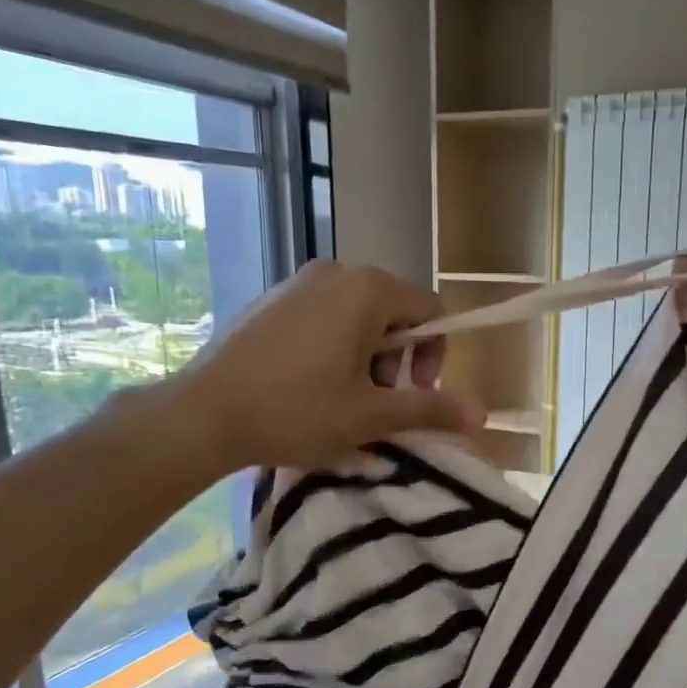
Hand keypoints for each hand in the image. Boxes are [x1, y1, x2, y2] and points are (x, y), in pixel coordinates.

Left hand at [171, 261, 483, 471]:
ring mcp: (297, 283)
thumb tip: (483, 414)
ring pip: (358, 317)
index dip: (434, 357)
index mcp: (368, 289)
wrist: (203, 415)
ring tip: (340, 400)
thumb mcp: (372, 415)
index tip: (411, 396)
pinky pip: (323, 318)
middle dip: (396, 361)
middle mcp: (336, 272)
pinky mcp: (271, 301)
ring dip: (366, 359)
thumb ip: (431, 408)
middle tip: (374, 404)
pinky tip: (308, 388)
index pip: (430, 312)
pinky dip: (333, 350)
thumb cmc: (296, 411)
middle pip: (394, 313)